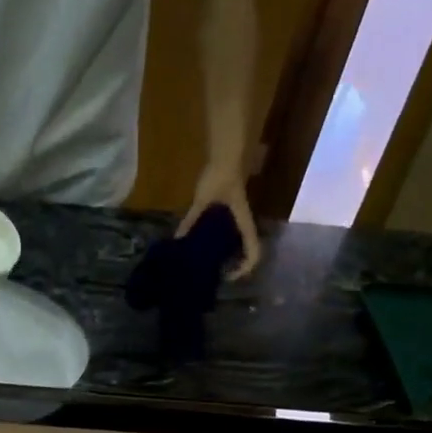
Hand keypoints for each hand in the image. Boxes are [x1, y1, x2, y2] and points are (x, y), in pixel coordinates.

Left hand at [178, 165, 262, 281]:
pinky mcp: (230, 211)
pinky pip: (227, 233)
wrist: (224, 156)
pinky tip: (201, 246)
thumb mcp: (202, 201)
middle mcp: (244, 223)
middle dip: (235, 265)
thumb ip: (190, 220)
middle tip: (214, 275)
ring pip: (237, 243)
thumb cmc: (218, 178)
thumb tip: (177, 239)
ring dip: (228, 255)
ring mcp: (238, 218)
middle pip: (247, 251)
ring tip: (207, 264)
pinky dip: (218, 243)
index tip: (228, 276)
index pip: (254, 251)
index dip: (246, 267)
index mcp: (244, 223)